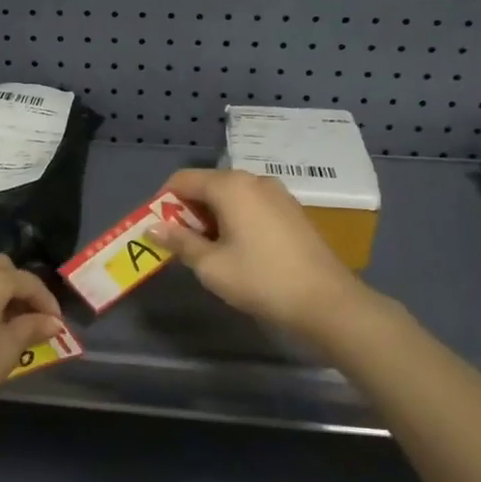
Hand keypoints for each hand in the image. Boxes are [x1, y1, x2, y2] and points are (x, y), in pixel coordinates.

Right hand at [150, 168, 372, 338]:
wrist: (327, 302)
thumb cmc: (261, 280)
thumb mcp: (211, 265)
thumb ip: (180, 242)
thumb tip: (153, 227)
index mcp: (230, 186)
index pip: (183, 179)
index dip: (163, 201)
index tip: (156, 228)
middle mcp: (254, 180)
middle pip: (207, 185)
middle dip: (188, 211)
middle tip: (179, 244)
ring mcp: (277, 194)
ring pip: (231, 197)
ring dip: (211, 217)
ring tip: (207, 251)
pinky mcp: (292, 211)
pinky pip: (251, 205)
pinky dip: (235, 220)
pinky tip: (238, 250)